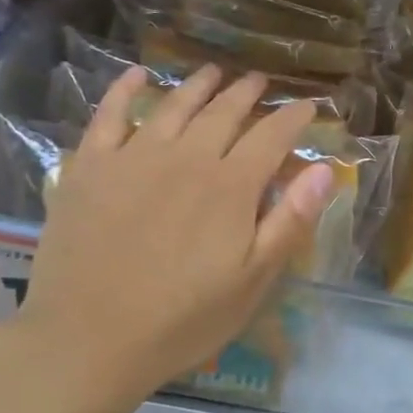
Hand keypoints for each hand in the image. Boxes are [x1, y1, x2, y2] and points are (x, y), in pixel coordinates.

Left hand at [12, 64, 334, 412]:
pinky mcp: (90, 167)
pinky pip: (109, 114)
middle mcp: (186, 158)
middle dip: (248, 93)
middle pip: (224, 112)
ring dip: (199, 85)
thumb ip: (290, 221)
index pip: (272, 136)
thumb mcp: (253, 281)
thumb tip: (325, 170)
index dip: (294, 117)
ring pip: (174, 105)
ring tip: (215, 72)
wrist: (86, 340)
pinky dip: (126, 90)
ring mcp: (133, 157)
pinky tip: (139, 75)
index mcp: (231, 186)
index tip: (308, 106)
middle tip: (260, 82)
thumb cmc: (182, 320)